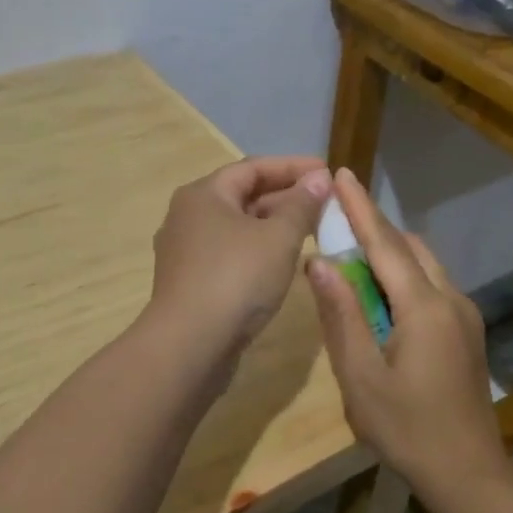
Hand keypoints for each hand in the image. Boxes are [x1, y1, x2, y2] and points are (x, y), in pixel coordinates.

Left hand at [146, 156, 332, 361]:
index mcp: (204, 194)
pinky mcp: (190, 282)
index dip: (293, 167)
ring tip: (311, 231)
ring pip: (237, 227)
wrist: (188, 345)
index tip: (327, 171)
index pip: (253, 167)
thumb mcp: (278, 238)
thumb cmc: (236, 279)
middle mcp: (188, 216)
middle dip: (285, 197)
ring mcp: (185, 251)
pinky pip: (229, 254)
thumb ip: (301, 205)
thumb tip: (318, 179)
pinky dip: (257, 250)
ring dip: (273, 225)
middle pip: (242, 195)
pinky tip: (281, 263)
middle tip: (324, 203)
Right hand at [305, 169, 503, 492]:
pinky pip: (431, 286)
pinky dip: (402, 276)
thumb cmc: (407, 429)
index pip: (385, 243)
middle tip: (335, 219)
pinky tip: (379, 298)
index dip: (360, 207)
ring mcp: (465, 315)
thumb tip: (319, 261)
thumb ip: (340, 315)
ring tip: (350, 258)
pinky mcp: (467, 332)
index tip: (341, 173)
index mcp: (424, 307)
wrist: (469, 474)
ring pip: (423, 265)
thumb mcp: (360, 376)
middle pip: (408, 247)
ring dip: (389, 253)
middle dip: (373, 227)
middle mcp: (450, 299)